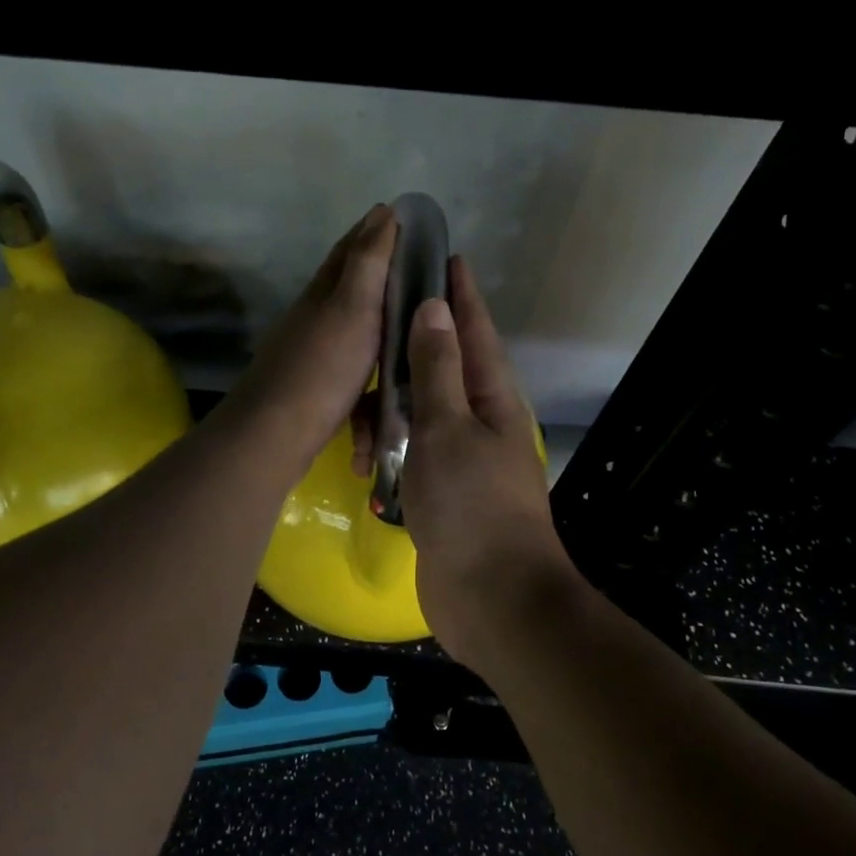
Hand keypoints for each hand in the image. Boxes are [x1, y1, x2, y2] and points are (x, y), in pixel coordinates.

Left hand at [218, 204, 396, 479]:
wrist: (277, 431)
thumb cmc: (323, 366)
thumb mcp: (353, 308)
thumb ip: (368, 263)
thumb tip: (382, 212)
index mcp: (324, 292)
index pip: (351, 249)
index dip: (374, 230)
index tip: (401, 216)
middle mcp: (315, 315)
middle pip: (348, 282)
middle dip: (376, 266)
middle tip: (413, 262)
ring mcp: (314, 350)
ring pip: (350, 321)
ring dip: (374, 309)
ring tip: (405, 310)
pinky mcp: (318, 384)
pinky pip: (352, 359)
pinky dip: (370, 352)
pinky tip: (383, 363)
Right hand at [401, 257, 577, 662]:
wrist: (492, 599)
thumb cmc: (472, 506)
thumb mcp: (448, 428)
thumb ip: (437, 369)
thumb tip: (434, 307)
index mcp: (492, 399)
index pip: (474, 331)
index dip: (460, 294)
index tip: (447, 256)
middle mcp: (480, 422)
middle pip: (448, 365)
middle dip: (420, 337)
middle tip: (384, 309)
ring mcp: (462, 459)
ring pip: (424, 410)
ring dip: (396, 397)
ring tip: (363, 379)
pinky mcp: (442, 491)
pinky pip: (413, 450)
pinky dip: (392, 440)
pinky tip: (368, 439)